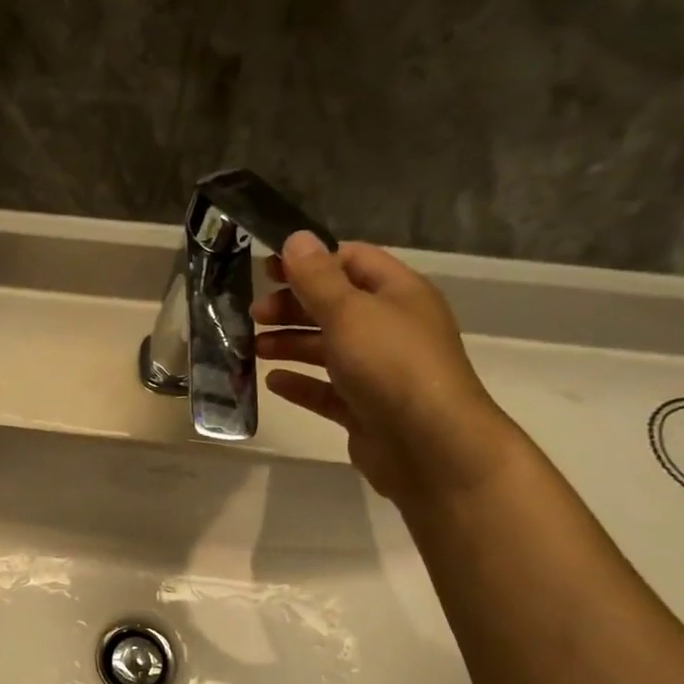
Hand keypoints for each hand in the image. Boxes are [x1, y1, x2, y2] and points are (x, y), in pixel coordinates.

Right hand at [252, 232, 518, 505]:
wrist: (430, 446)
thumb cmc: (391, 365)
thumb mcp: (349, 311)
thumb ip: (317, 277)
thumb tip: (296, 238)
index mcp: (397, 294)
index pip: (351, 261)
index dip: (309, 261)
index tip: (265, 270)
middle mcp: (391, 328)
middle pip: (335, 306)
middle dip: (293, 306)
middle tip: (253, 314)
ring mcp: (379, 371)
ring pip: (327, 349)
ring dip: (290, 344)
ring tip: (253, 349)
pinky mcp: (365, 409)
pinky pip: (326, 390)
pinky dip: (300, 384)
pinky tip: (273, 382)